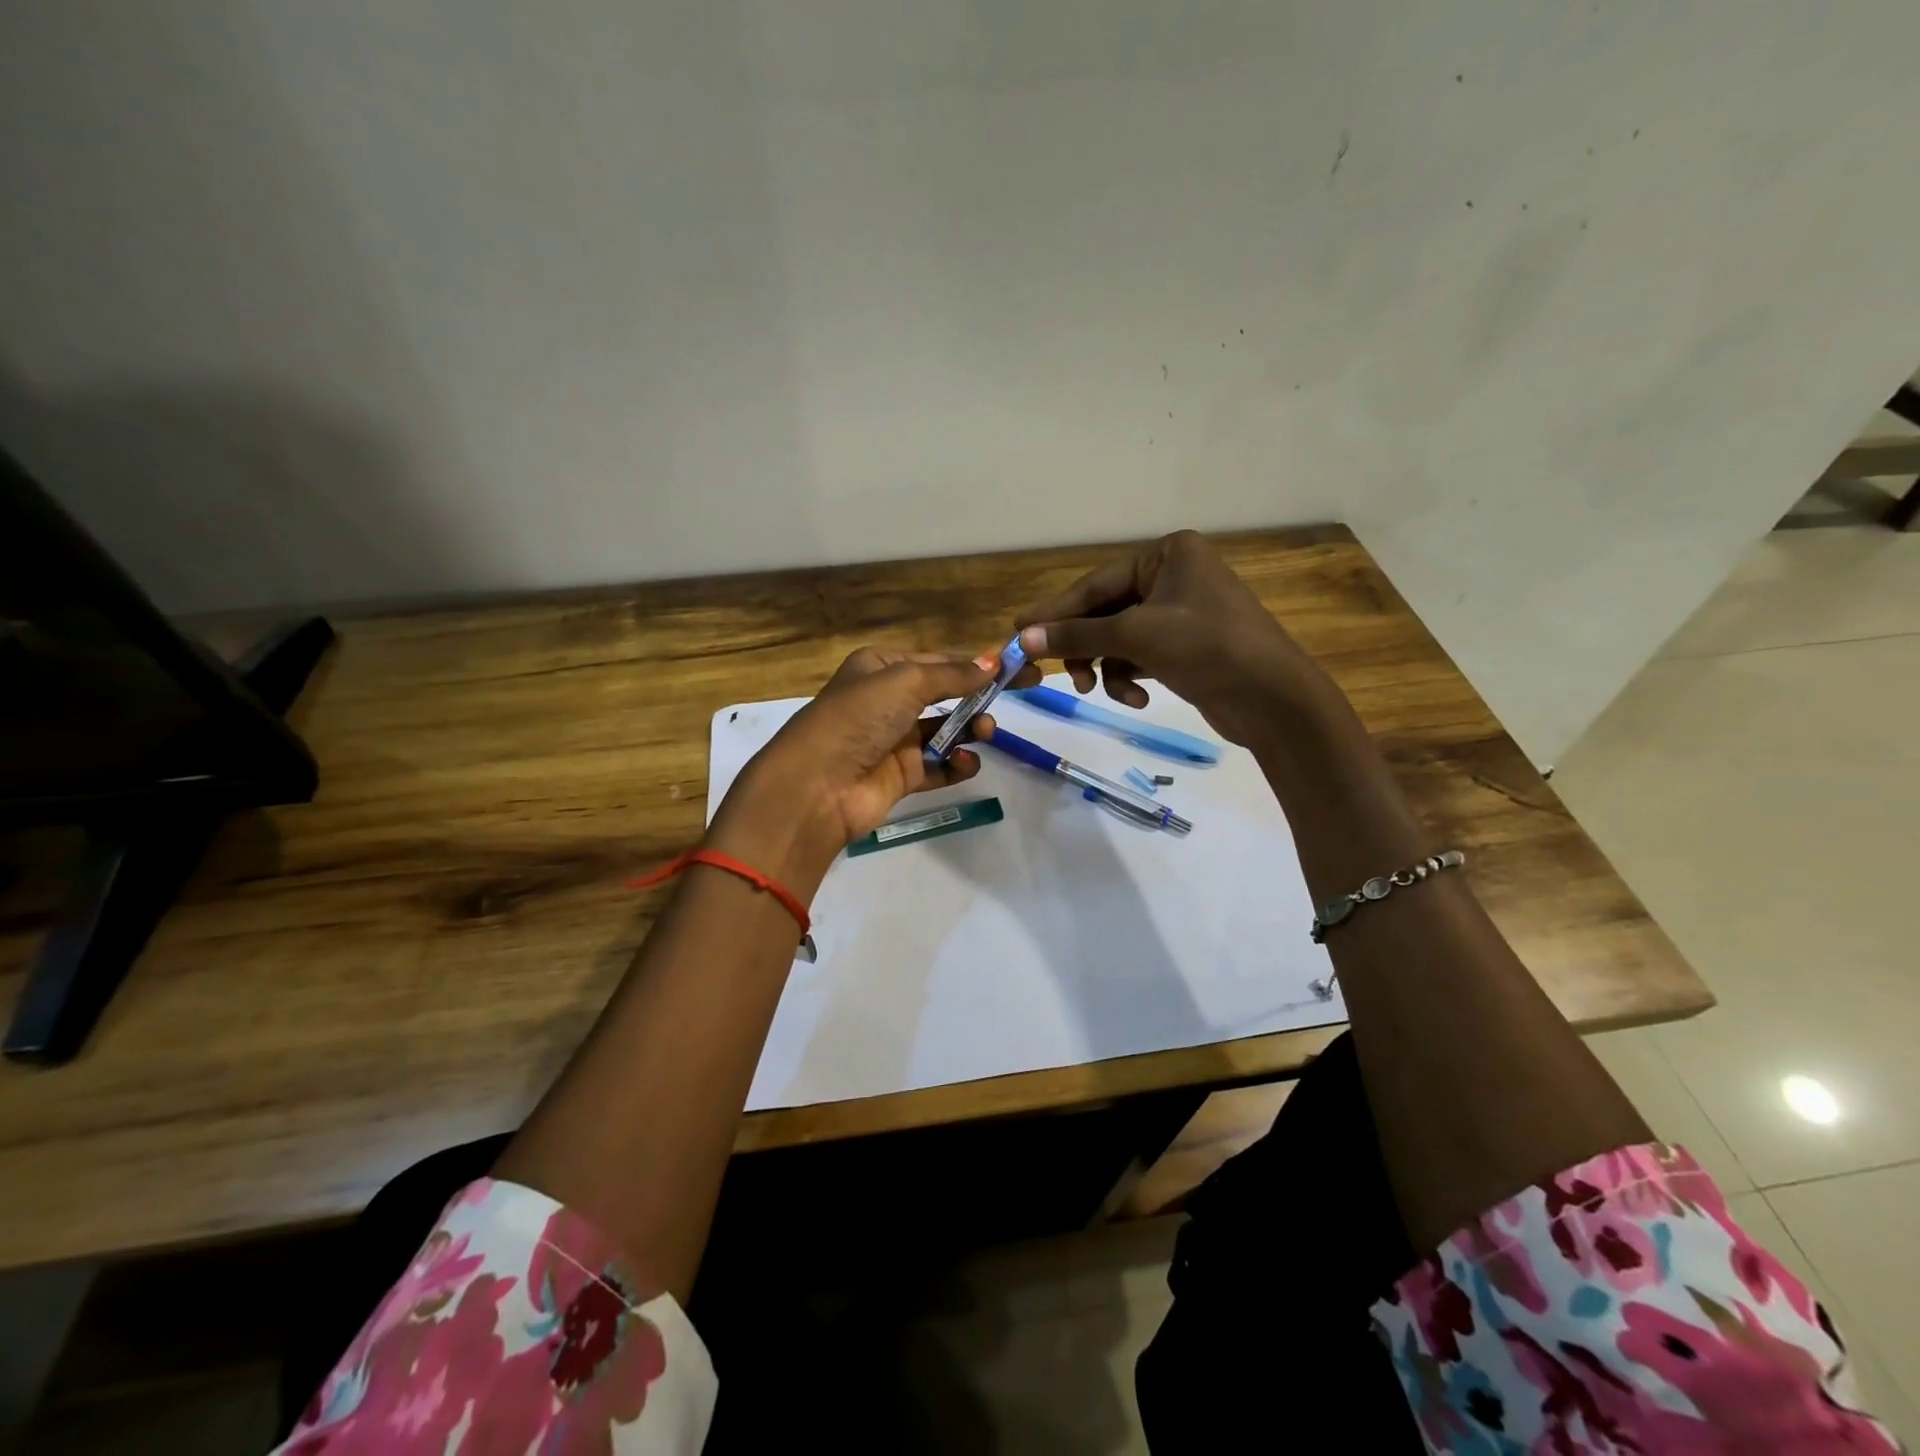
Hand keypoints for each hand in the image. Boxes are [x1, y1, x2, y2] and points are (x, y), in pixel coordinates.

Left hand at [706, 647, 1023, 894]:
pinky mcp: (900, 776)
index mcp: (880, 668)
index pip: (938, 661)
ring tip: (985, 731)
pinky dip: (956, 765)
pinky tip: (967, 763)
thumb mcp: (905, 682)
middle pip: (945, 694)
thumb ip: (953, 674)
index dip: (978, 663)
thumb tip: (994, 661)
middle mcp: (886, 702)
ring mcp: (893, 740)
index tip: (1019, 667)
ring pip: (945, 731)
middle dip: (979, 695)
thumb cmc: (857, 719)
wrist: (816, 786)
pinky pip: (938, 766)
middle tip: (1023, 693)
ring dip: (970, 729)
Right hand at [1014, 530, 1340, 746]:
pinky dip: (1131, 676)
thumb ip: (1077, 635)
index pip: (1097, 583)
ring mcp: (1182, 612)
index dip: (1056, 611)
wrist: (1274, 700)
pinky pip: (1141, 655)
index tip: (1019, 630)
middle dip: (1085, 647)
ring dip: (1107, 667)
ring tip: (1100, 692)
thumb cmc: (1207, 649)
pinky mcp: (1187, 646)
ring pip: (1120, 638)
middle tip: (1060, 674)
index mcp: (1168, 554)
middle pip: (1107, 611)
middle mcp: (1174, 576)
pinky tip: (1138, 698)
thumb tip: (1024, 637)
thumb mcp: (1136, 637)